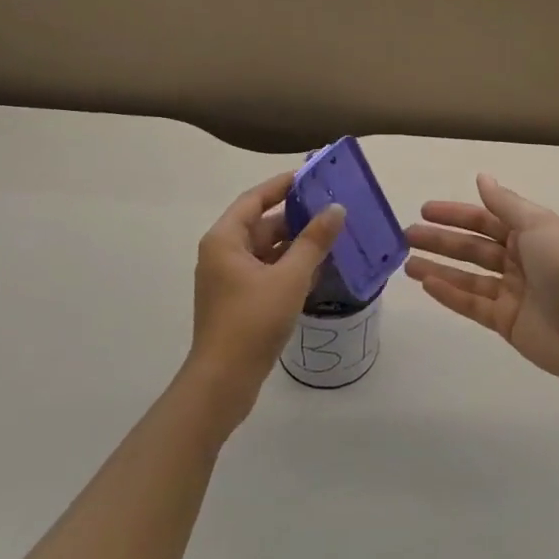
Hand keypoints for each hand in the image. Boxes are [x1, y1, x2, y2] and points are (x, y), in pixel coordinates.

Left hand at [187, 171, 344, 424]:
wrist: (223, 381)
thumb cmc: (253, 321)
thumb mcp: (290, 277)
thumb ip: (314, 240)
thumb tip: (336, 209)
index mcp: (225, 239)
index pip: (255, 198)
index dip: (283, 185)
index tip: (313, 176)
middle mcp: (222, 253)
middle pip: (262, 224)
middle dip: (296, 217)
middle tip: (332, 208)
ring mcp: (228, 278)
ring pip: (266, 249)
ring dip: (296, 243)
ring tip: (333, 235)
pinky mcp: (238, 300)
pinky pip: (266, 270)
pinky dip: (289, 266)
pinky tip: (318, 268)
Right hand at [405, 175, 558, 391]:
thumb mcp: (536, 224)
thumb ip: (505, 204)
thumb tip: (482, 177)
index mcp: (529, 234)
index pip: (484, 219)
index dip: (455, 214)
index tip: (425, 210)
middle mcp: (518, 260)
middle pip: (472, 247)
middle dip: (441, 240)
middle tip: (407, 236)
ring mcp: (511, 292)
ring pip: (467, 276)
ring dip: (438, 268)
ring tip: (406, 264)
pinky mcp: (505, 322)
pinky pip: (471, 304)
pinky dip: (449, 294)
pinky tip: (426, 284)